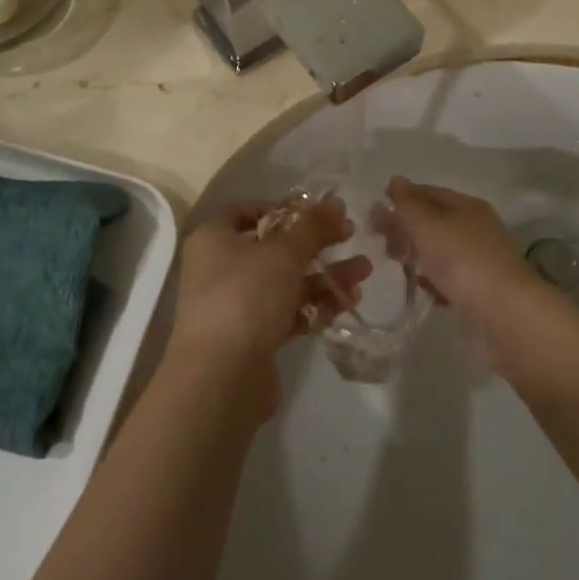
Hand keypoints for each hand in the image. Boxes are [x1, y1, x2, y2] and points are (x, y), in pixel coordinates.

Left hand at [169, 197, 371, 411]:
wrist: (221, 378)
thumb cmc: (245, 297)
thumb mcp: (283, 254)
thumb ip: (312, 227)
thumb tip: (335, 201)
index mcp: (214, 238)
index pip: (247, 210)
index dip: (283, 207)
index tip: (318, 212)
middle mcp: (220, 267)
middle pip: (272, 246)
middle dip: (314, 243)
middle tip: (351, 236)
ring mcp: (236, 304)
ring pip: (284, 281)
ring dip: (323, 274)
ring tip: (364, 270)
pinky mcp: (252, 337)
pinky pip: (287, 312)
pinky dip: (315, 305)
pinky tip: (348, 300)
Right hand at [376, 178, 546, 334]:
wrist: (504, 315)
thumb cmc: (462, 260)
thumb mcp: (428, 225)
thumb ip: (408, 204)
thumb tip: (396, 180)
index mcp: (467, 206)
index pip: (428, 192)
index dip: (401, 197)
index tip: (373, 209)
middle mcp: (475, 229)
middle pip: (432, 221)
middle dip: (404, 226)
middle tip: (377, 238)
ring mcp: (478, 261)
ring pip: (438, 250)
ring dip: (415, 253)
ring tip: (392, 261)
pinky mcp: (477, 291)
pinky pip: (447, 278)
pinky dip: (431, 278)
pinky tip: (418, 286)